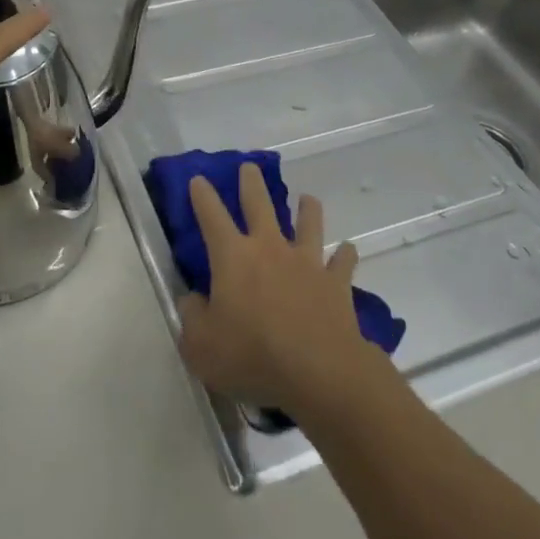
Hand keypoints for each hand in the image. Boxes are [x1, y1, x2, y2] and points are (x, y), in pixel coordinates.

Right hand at [177, 163, 377, 416]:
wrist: (319, 371)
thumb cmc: (252, 356)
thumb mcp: (201, 346)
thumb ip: (192, 318)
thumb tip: (192, 299)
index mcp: (232, 256)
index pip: (211, 216)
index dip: (202, 196)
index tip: (198, 179)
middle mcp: (269, 248)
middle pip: (259, 204)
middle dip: (251, 183)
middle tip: (249, 167)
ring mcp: (307, 262)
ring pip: (308, 223)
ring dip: (307, 209)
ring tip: (307, 199)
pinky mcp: (336, 283)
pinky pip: (342, 262)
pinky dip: (344, 255)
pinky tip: (347, 251)